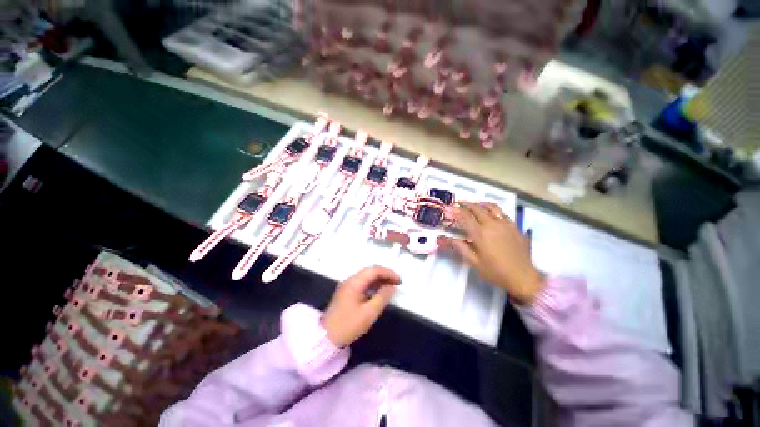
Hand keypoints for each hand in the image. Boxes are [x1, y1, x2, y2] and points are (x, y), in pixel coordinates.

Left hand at [322, 266, 400, 346]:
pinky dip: (373, 284)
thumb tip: (392, 286)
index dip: (388, 273)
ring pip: (366, 276)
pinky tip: (379, 291)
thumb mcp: (369, 313)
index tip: (399, 280)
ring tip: (391, 286)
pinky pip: (363, 283)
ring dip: (379, 279)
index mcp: (354, 282)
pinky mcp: (347, 291)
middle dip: (385, 274)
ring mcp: (348, 285)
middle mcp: (350, 280)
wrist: (326, 337)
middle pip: (370, 271)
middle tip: (397, 283)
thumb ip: (382, 297)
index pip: (374, 270)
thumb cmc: (348, 325)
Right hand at [451, 202, 543, 304]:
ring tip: (474, 204)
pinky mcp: (515, 227)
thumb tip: (441, 239)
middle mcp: (492, 224)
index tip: (448, 208)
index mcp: (480, 233)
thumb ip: (458, 247)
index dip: (455, 211)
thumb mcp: (473, 262)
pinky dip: (494, 210)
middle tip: (458, 203)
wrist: (523, 278)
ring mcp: (506, 224)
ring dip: (480, 204)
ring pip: (492, 207)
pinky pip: (503, 213)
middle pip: (477, 208)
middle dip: (466, 204)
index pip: (465, 216)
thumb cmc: (495, 271)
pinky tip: (492, 214)